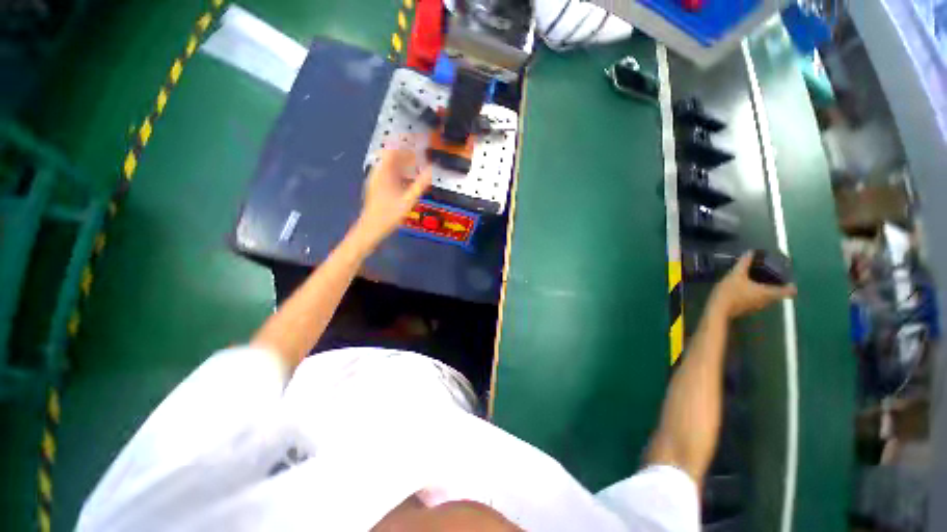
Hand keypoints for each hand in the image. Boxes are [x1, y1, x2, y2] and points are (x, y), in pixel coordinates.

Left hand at [353, 149, 431, 247]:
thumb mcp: (408, 200)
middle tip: (420, 153)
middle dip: (406, 152)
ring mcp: (376, 179)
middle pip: (391, 156)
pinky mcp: (376, 186)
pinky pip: (388, 173)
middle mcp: (378, 172)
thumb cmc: (389, 215)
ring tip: (416, 164)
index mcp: (383, 172)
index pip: (393, 149)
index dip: (404, 142)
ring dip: (403, 162)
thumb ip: (420, 185)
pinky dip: (399, 171)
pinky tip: (408, 178)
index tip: (417, 140)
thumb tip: (431, 171)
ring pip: (390, 165)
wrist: (370, 228)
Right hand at [709, 252, 796, 319]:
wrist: (717, 310)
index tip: (788, 278)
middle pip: (778, 294)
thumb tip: (751, 252)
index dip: (790, 285)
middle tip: (771, 276)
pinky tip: (746, 290)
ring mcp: (757, 307)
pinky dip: (756, 295)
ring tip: (758, 281)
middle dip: (777, 286)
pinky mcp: (748, 309)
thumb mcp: (736, 275)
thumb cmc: (730, 292)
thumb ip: (744, 263)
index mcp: (768, 292)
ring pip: (768, 298)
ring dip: (766, 291)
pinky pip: (758, 301)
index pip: (788, 291)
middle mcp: (767, 301)